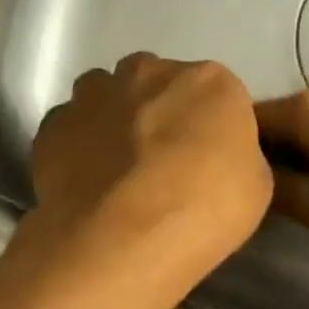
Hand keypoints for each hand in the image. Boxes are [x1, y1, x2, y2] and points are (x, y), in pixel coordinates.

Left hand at [23, 53, 271, 279]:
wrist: (124, 237)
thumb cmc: (204, 211)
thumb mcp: (255, 188)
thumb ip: (236, 157)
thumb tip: (214, 158)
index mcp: (210, 82)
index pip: (216, 96)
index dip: (209, 131)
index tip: (205, 164)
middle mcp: (149, 72)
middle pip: (157, 86)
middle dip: (159, 115)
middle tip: (161, 166)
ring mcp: (94, 95)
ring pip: (106, 97)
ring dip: (113, 123)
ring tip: (117, 174)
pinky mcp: (52, 126)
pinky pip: (70, 129)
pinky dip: (77, 149)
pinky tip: (85, 185)